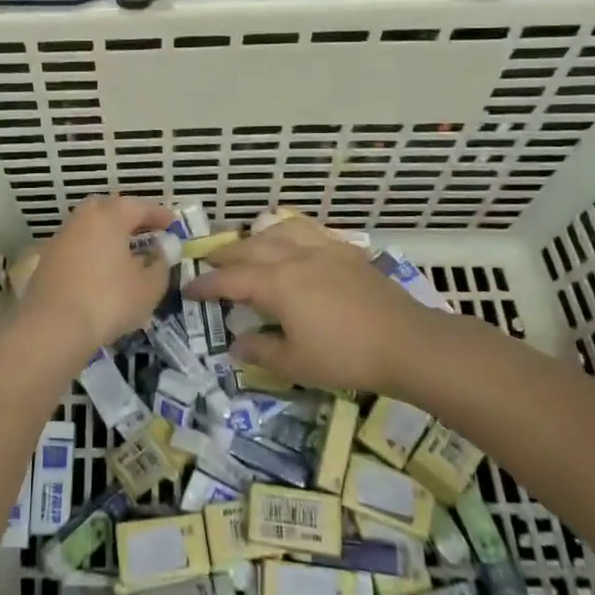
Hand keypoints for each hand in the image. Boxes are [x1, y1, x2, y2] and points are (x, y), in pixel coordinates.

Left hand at [16, 196, 175, 357]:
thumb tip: (163, 249)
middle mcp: (82, 219)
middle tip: (146, 231)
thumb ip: (161, 264)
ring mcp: (61, 239)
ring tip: (125, 252)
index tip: (172, 224)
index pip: (138, 206)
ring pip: (89, 227)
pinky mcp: (48, 261)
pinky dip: (92, 250)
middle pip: (108, 209)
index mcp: (109, 217)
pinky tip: (101, 270)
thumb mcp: (148, 287)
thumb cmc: (108, 301)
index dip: (158, 214)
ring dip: (109, 234)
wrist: (52, 328)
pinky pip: (77, 246)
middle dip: (129, 217)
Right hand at [185, 219, 496, 396]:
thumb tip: (235, 345)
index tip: (188, 289)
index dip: (206, 285)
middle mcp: (293, 257)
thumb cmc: (345, 356)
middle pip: (249, 248)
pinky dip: (289, 231)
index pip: (230, 280)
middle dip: (224, 255)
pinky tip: (291, 239)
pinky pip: (309, 230)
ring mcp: (322, 249)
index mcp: (276, 283)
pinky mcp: (346, 251)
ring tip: (247, 245)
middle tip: (208, 263)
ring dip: (255, 237)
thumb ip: (261, 351)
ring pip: (278, 230)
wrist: (406, 342)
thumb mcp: (295, 364)